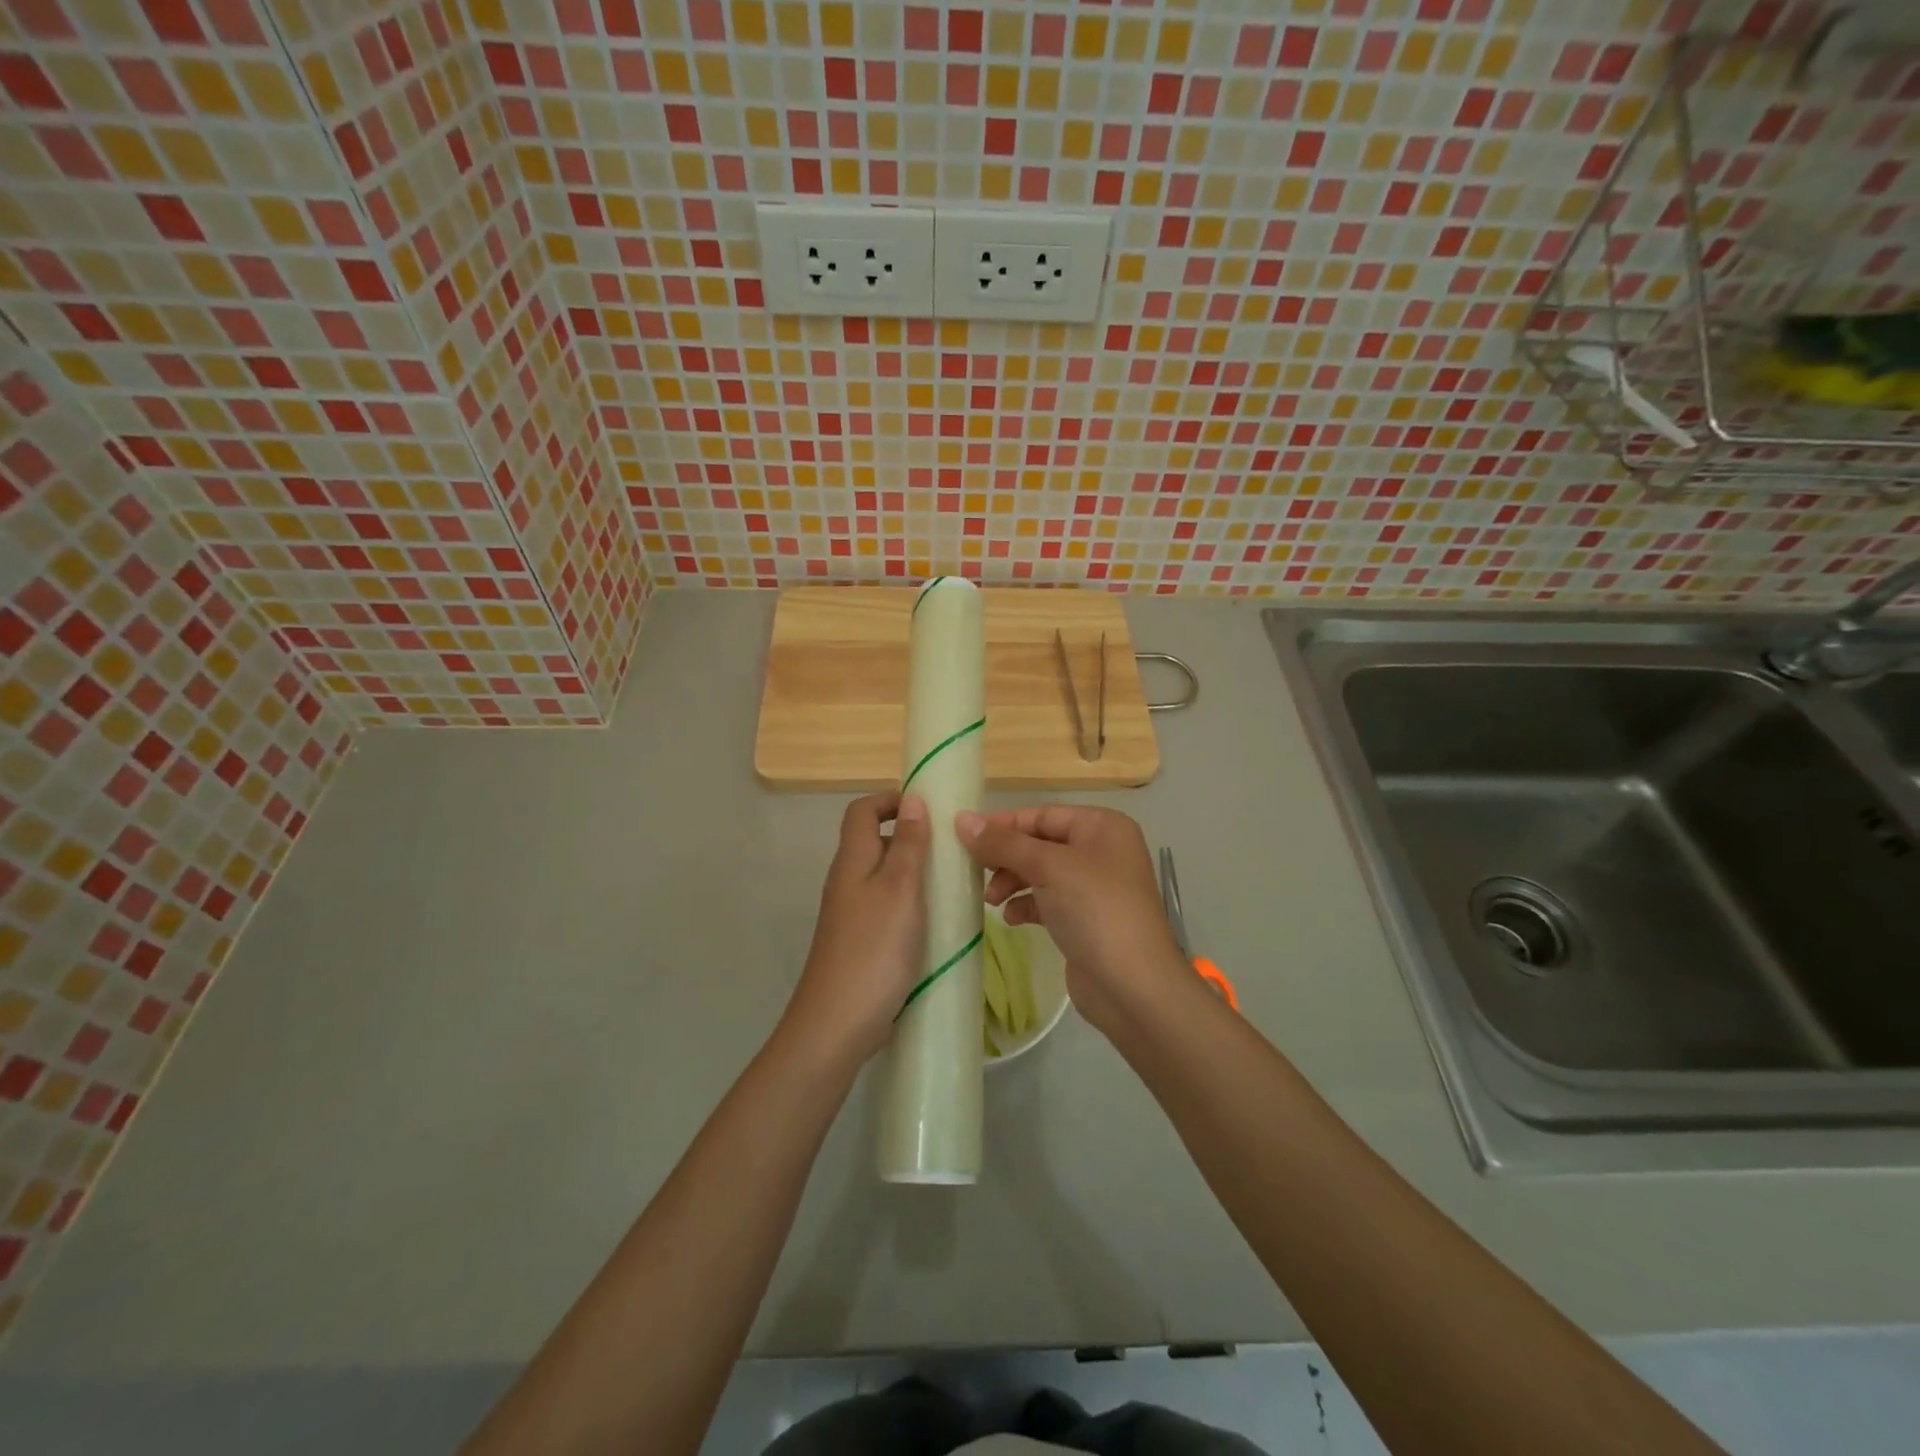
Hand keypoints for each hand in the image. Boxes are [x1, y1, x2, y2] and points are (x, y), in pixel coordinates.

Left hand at [784, 792, 930, 1062]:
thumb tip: (912, 799)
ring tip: (954, 886)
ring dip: (916, 874)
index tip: (930, 809)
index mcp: (852, 860)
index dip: (891, 800)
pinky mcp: (861, 941)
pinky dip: (912, 905)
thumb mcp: (900, 890)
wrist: (837, 1024)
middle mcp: (847, 881)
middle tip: (953, 850)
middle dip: (913, 838)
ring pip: (884, 877)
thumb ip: (908, 845)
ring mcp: (852, 914)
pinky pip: (888, 907)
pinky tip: (937, 923)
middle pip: (875, 842)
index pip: (862, 810)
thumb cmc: (873, 949)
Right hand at [955, 805, 1190, 1034]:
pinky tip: (1011, 920)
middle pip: (1039, 843)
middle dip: (1006, 858)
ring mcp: (1095, 887)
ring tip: (991, 901)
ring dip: (1012, 882)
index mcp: (1102, 826)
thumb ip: (1003, 843)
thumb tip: (961, 818)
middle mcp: (1101, 850)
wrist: (1133, 986)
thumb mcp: (1047, 868)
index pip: (1042, 815)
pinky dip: (1026, 905)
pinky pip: (1047, 900)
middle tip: (976, 874)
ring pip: (1041, 873)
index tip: (965, 839)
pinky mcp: (1086, 919)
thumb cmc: (1095, 910)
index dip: (1003, 825)